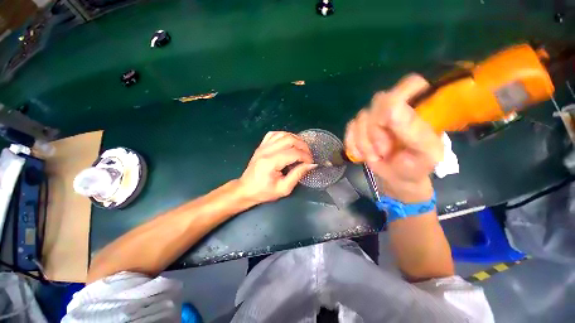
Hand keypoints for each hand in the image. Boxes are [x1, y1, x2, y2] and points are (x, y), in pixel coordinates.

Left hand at [238, 131, 316, 203]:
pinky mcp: (261, 145)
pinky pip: (275, 134)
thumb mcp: (283, 188)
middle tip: (308, 155)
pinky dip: (285, 136)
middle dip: (303, 146)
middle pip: (290, 140)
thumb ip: (297, 175)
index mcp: (271, 162)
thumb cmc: (264, 192)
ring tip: (301, 149)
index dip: (306, 156)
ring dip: (296, 139)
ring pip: (283, 134)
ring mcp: (263, 146)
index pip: (294, 153)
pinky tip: (289, 143)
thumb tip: (311, 165)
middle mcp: (266, 150)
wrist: (246, 189)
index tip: (311, 163)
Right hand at [344, 74, 443, 202]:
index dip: (397, 102)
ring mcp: (375, 116)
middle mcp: (396, 106)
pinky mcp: (359, 126)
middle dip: (376, 131)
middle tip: (383, 151)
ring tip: (374, 156)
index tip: (391, 125)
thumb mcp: (425, 154)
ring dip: (365, 143)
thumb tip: (392, 109)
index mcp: (420, 108)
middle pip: (378, 102)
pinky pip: (350, 127)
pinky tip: (361, 155)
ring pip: (361, 117)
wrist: (396, 177)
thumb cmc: (415, 167)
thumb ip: (415, 132)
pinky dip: (353, 144)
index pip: (410, 84)